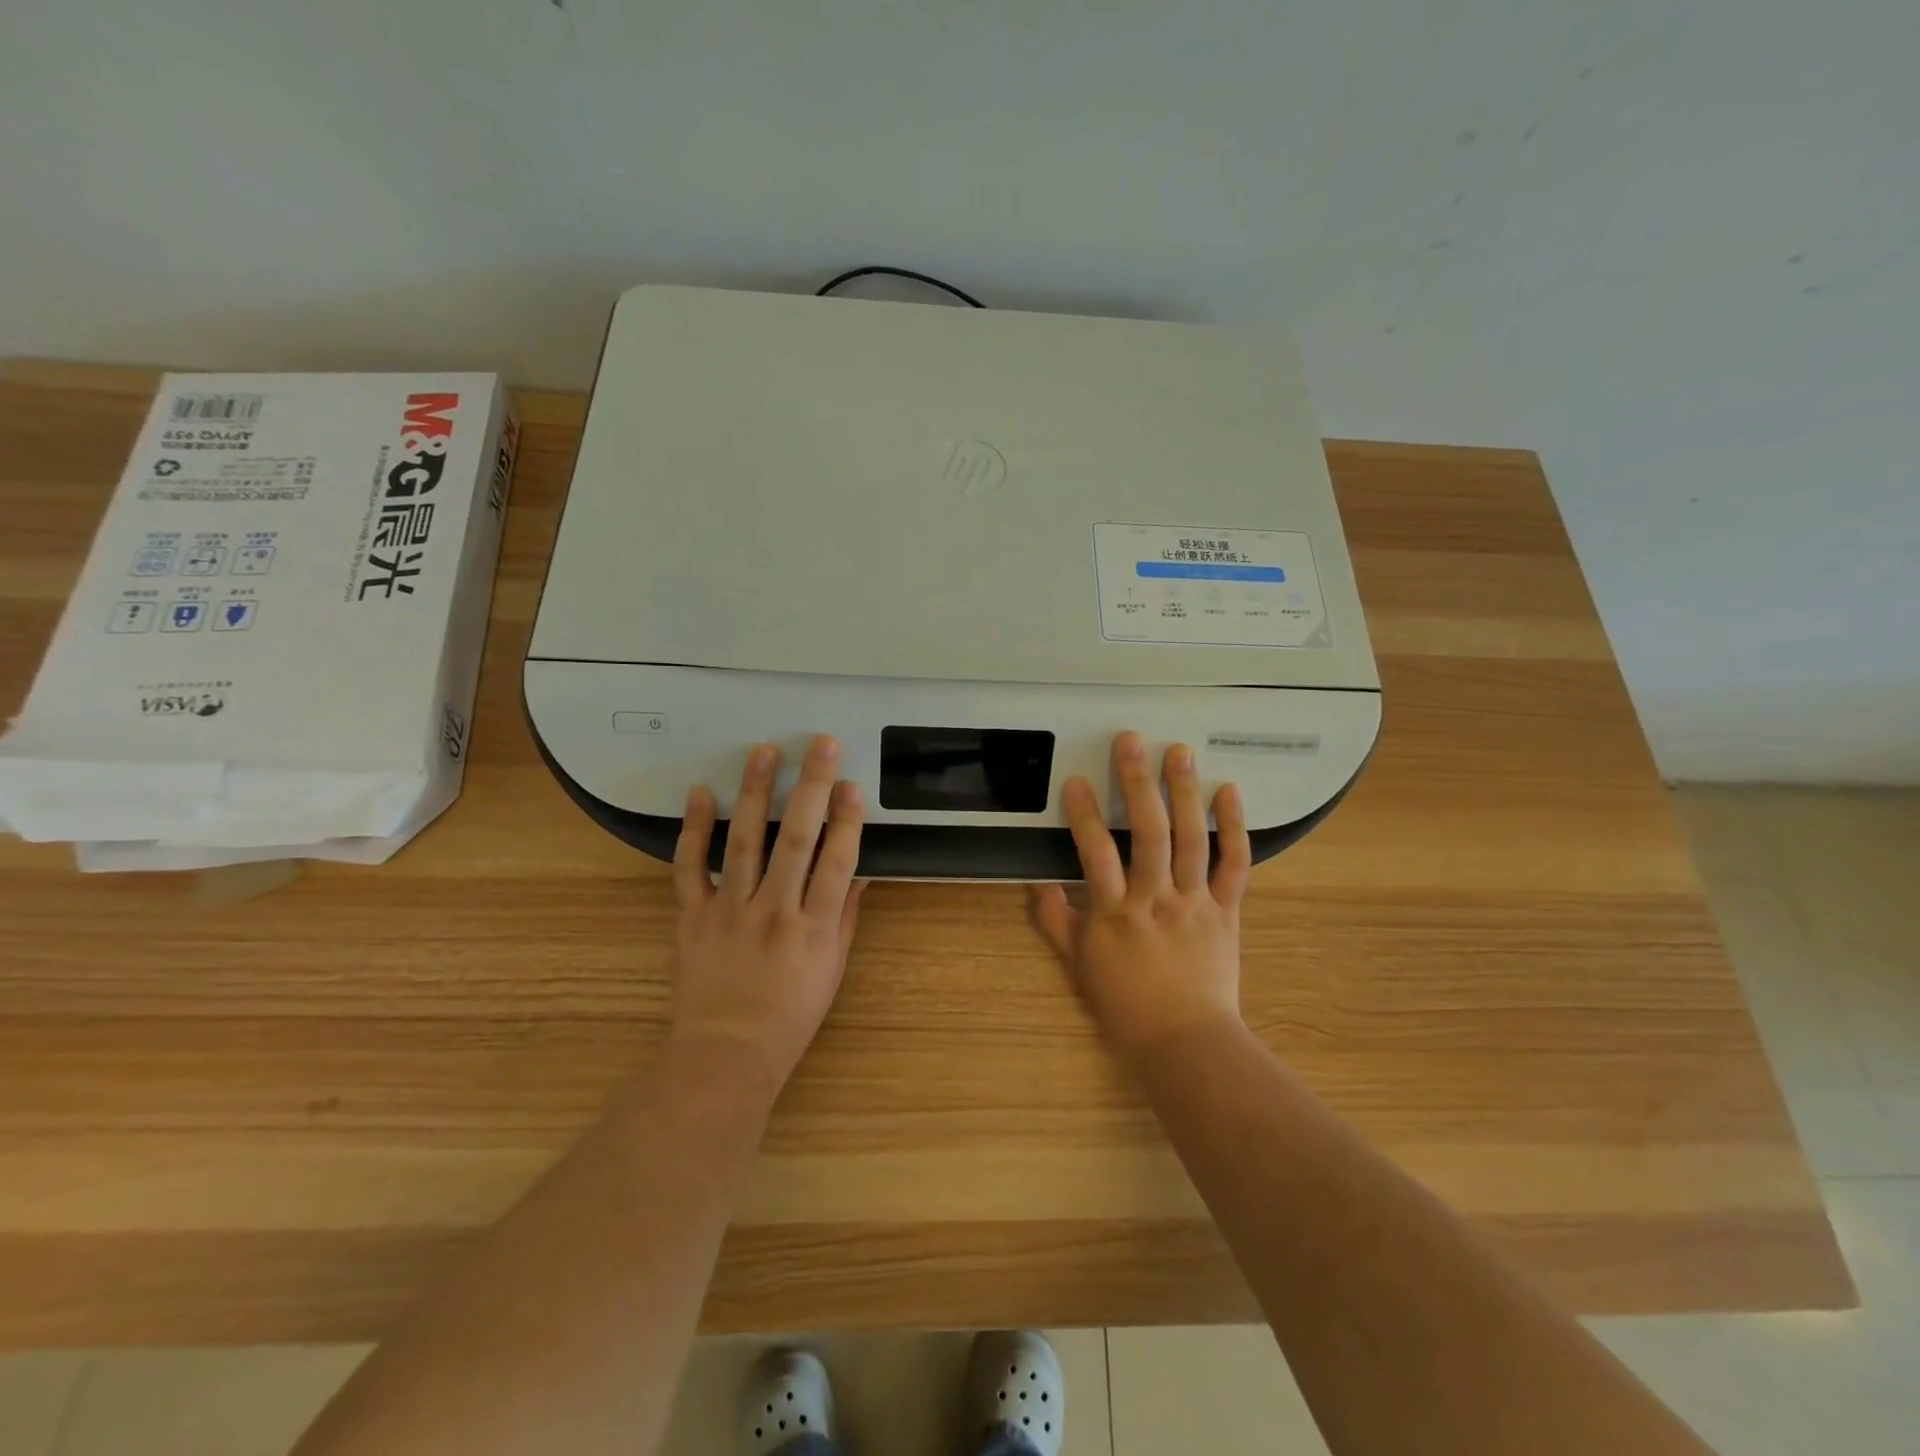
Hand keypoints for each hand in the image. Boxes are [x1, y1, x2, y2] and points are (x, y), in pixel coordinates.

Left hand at [670, 735, 866, 1090]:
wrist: (726, 1054)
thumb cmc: (790, 1015)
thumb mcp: (832, 968)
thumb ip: (844, 915)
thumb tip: (860, 869)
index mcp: (814, 927)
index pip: (837, 862)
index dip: (847, 820)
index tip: (852, 784)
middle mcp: (775, 911)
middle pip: (795, 839)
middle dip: (810, 788)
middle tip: (820, 744)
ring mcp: (730, 910)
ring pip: (744, 842)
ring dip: (755, 793)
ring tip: (763, 751)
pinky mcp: (693, 916)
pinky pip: (690, 867)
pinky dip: (693, 829)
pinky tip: (701, 793)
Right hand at [1030, 731, 1250, 1057]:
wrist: (1185, 1041)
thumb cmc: (1126, 1003)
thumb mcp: (1080, 965)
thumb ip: (1055, 921)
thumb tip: (1036, 884)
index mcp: (1116, 914)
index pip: (1096, 855)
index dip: (1084, 815)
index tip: (1075, 781)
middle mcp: (1157, 900)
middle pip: (1148, 834)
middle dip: (1138, 784)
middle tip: (1131, 742)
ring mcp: (1195, 902)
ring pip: (1191, 841)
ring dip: (1185, 793)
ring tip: (1179, 752)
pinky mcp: (1227, 909)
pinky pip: (1235, 865)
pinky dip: (1234, 828)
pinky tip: (1229, 792)